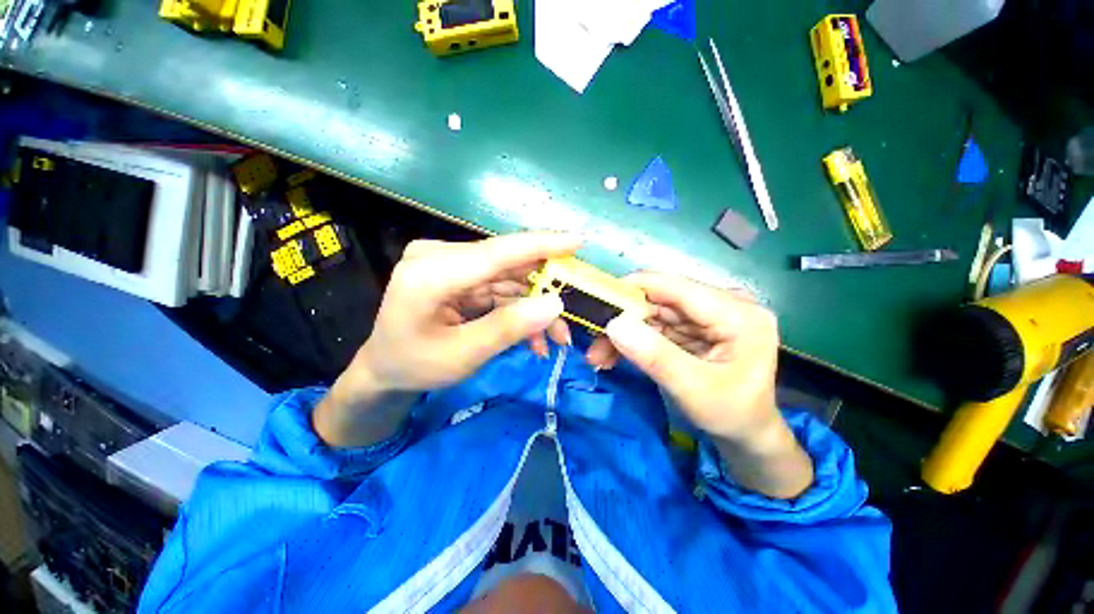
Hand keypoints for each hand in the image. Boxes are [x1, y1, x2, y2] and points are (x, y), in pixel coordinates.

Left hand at [313, 232, 580, 446]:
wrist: (384, 369)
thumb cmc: (414, 365)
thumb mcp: (463, 355)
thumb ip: (509, 328)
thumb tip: (556, 303)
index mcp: (431, 273)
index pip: (497, 252)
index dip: (542, 245)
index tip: (579, 240)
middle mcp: (439, 256)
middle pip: (507, 265)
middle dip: (542, 293)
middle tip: (568, 321)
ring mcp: (449, 263)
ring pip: (508, 279)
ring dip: (533, 307)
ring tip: (554, 339)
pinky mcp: (458, 273)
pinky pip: (498, 287)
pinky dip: (518, 309)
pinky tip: (532, 335)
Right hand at [590, 272, 812, 497]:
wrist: (747, 435)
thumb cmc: (732, 415)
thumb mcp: (694, 390)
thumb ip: (655, 356)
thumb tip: (614, 324)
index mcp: (737, 313)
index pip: (676, 286)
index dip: (633, 289)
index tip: (596, 304)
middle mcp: (723, 304)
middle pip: (660, 300)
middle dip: (624, 321)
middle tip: (594, 345)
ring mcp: (707, 315)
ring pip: (652, 313)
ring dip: (624, 333)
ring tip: (599, 356)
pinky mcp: (694, 326)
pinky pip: (655, 326)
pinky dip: (633, 340)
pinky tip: (614, 355)